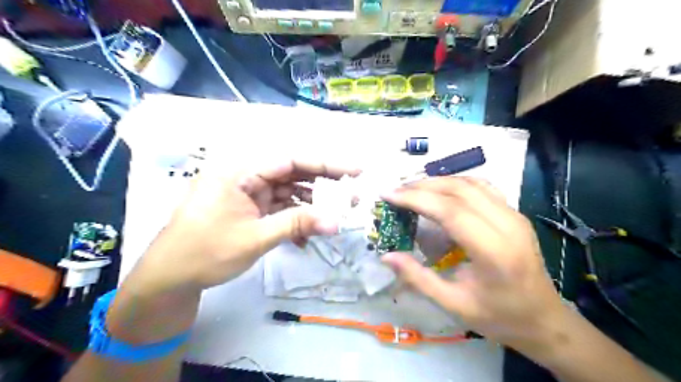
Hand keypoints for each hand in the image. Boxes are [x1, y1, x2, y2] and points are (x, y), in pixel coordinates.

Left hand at [130, 157, 358, 293]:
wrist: (170, 278)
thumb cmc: (206, 252)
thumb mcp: (256, 237)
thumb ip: (297, 224)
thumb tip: (337, 222)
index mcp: (241, 171)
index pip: (292, 160)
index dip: (327, 164)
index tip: (356, 171)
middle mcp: (246, 176)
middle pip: (293, 174)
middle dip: (323, 187)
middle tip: (351, 197)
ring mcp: (248, 193)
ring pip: (288, 192)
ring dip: (310, 207)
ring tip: (333, 219)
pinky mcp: (250, 208)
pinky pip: (279, 208)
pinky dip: (294, 220)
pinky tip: (306, 238)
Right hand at [381, 178, 566, 355]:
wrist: (545, 320)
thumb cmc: (499, 317)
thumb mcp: (454, 305)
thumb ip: (418, 278)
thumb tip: (386, 256)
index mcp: (494, 251)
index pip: (450, 211)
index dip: (416, 199)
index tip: (388, 194)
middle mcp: (508, 225)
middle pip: (459, 190)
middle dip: (422, 186)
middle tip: (395, 191)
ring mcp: (515, 215)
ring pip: (471, 184)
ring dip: (438, 181)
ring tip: (411, 188)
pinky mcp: (515, 214)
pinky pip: (482, 188)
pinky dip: (456, 184)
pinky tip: (440, 191)